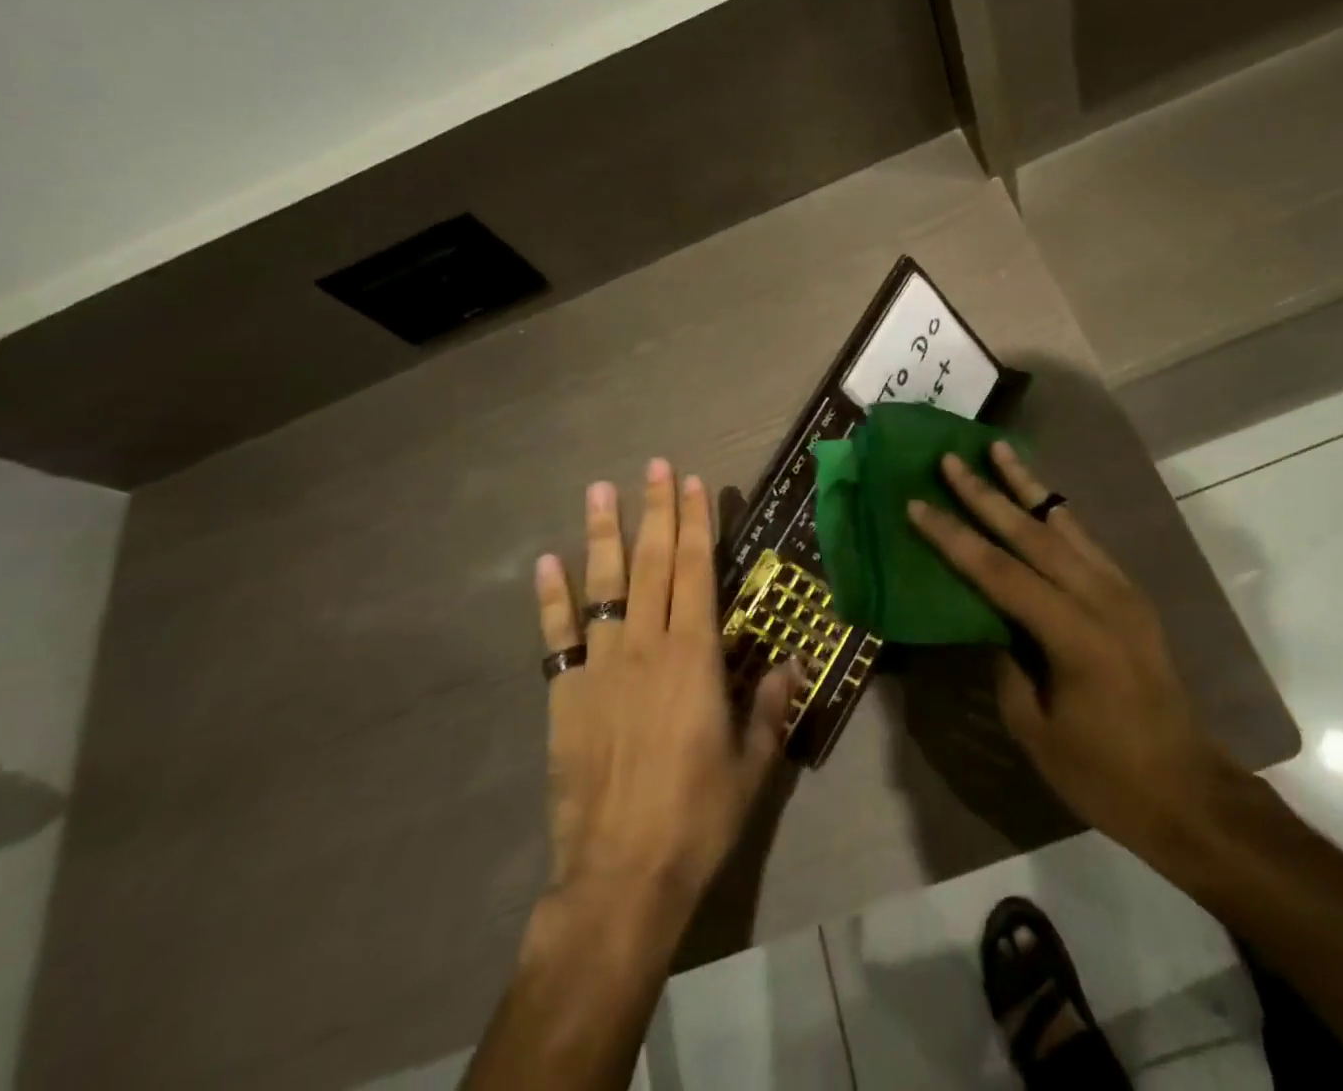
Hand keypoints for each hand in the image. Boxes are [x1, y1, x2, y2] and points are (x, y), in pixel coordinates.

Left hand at [534, 460, 800, 918]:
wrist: (620, 876)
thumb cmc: (698, 816)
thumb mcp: (753, 763)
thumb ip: (772, 704)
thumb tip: (795, 659)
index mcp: (694, 657)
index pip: (695, 572)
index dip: (696, 524)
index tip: (695, 483)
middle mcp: (646, 647)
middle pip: (652, 563)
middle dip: (656, 510)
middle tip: (656, 465)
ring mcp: (600, 667)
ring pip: (603, 586)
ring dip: (604, 534)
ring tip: (601, 490)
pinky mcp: (565, 694)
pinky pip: (557, 636)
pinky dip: (552, 597)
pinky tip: (547, 562)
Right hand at [906, 444, 1239, 865]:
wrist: (1188, 792)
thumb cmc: (1104, 774)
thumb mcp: (1034, 728)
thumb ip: (1005, 663)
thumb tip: (990, 621)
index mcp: (1072, 633)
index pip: (998, 571)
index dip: (954, 537)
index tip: (918, 504)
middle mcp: (1100, 598)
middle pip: (1032, 533)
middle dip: (986, 493)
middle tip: (952, 458)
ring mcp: (1122, 592)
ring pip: (1064, 525)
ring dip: (1027, 487)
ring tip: (999, 451)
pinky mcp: (1131, 597)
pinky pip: (1086, 542)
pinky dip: (1056, 515)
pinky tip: (1039, 500)